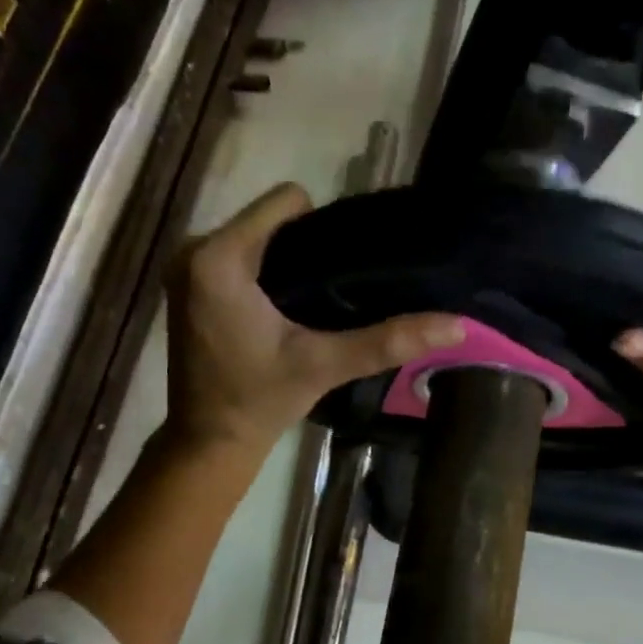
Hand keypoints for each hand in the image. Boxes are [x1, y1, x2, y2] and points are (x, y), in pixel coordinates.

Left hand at [165, 183, 463, 462]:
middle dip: (305, 245)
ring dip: (285, 260)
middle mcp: (193, 250)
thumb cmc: (261, 400)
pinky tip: (285, 307)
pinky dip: (262, 273)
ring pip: (253, 237)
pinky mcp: (187, 287)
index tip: (345, 265)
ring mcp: (186, 268)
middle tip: (337, 287)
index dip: (323, 226)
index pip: (286, 201)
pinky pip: (236, 257)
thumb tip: (456, 325)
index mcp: (218, 257)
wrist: (210, 442)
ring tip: (315, 297)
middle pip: (268, 219)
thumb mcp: (326, 365)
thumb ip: (387, 340)